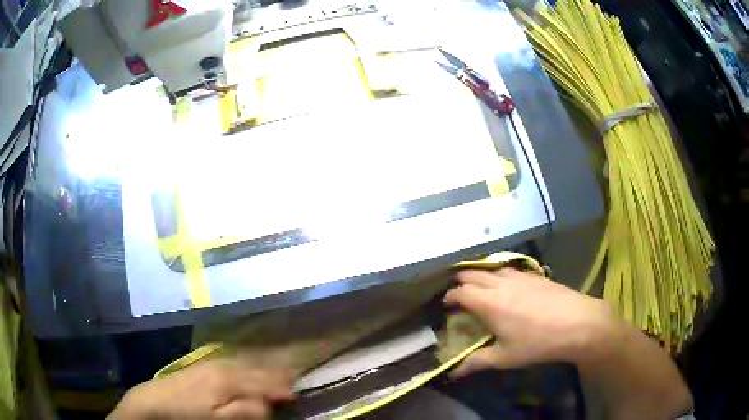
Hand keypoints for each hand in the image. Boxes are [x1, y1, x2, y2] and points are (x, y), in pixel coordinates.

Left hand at [108, 359, 294, 419]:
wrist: (154, 401)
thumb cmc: (189, 414)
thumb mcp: (218, 419)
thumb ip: (246, 410)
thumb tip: (268, 405)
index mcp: (229, 380)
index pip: (263, 382)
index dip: (281, 388)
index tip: (295, 394)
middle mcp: (224, 366)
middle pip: (256, 370)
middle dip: (276, 375)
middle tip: (292, 380)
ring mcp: (212, 364)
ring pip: (246, 365)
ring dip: (263, 371)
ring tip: (276, 375)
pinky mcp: (204, 366)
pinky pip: (234, 364)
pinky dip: (247, 369)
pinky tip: (249, 373)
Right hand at [444, 268, 613, 376]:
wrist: (578, 323)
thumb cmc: (538, 343)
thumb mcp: (505, 358)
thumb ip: (476, 362)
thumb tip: (453, 373)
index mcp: (489, 303)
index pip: (460, 292)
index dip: (449, 296)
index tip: (445, 304)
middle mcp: (501, 284)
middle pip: (473, 274)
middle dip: (461, 280)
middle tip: (457, 291)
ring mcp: (520, 276)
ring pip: (492, 268)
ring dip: (481, 274)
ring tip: (479, 285)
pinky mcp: (536, 275)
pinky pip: (510, 269)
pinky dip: (500, 274)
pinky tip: (508, 284)